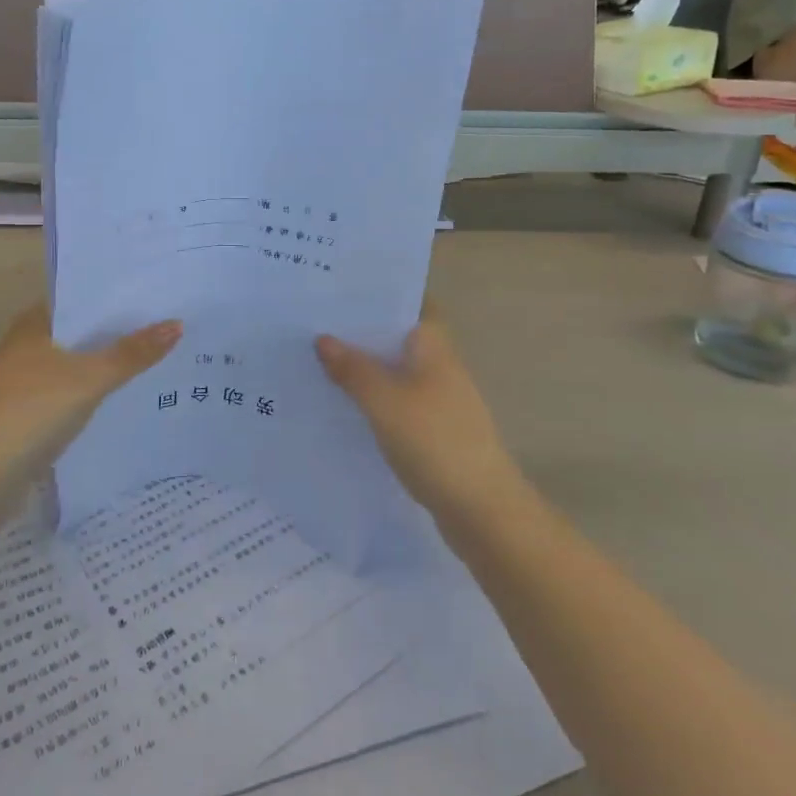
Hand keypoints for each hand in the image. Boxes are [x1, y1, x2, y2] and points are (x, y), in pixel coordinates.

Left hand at [0, 304, 180, 466]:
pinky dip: (99, 395)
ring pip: (80, 366)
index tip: (160, 293)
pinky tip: (132, 398)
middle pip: (84, 333)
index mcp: (34, 324)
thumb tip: (176, 324)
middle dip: (122, 332)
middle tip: (174, 324)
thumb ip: (132, 353)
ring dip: (112, 365)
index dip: (118, 295)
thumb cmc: (28, 412)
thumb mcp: (88, 378)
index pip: (82, 297)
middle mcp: (29, 348)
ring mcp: (29, 385)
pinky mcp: (32, 418)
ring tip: (165, 358)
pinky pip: (75, 396)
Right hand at [316, 306, 522, 519]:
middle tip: (315, 320)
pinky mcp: (432, 430)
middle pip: (398, 336)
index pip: (413, 302)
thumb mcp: (384, 401)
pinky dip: (371, 397)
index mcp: (433, 347)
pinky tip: (341, 403)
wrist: (481, 509)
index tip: (344, 286)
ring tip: (317, 357)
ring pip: (394, 370)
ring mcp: (438, 399)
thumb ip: (353, 369)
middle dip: (362, 329)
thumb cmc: (434, 441)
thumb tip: (323, 338)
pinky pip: (395, 401)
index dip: (383, 293)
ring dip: (364, 365)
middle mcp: (439, 366)